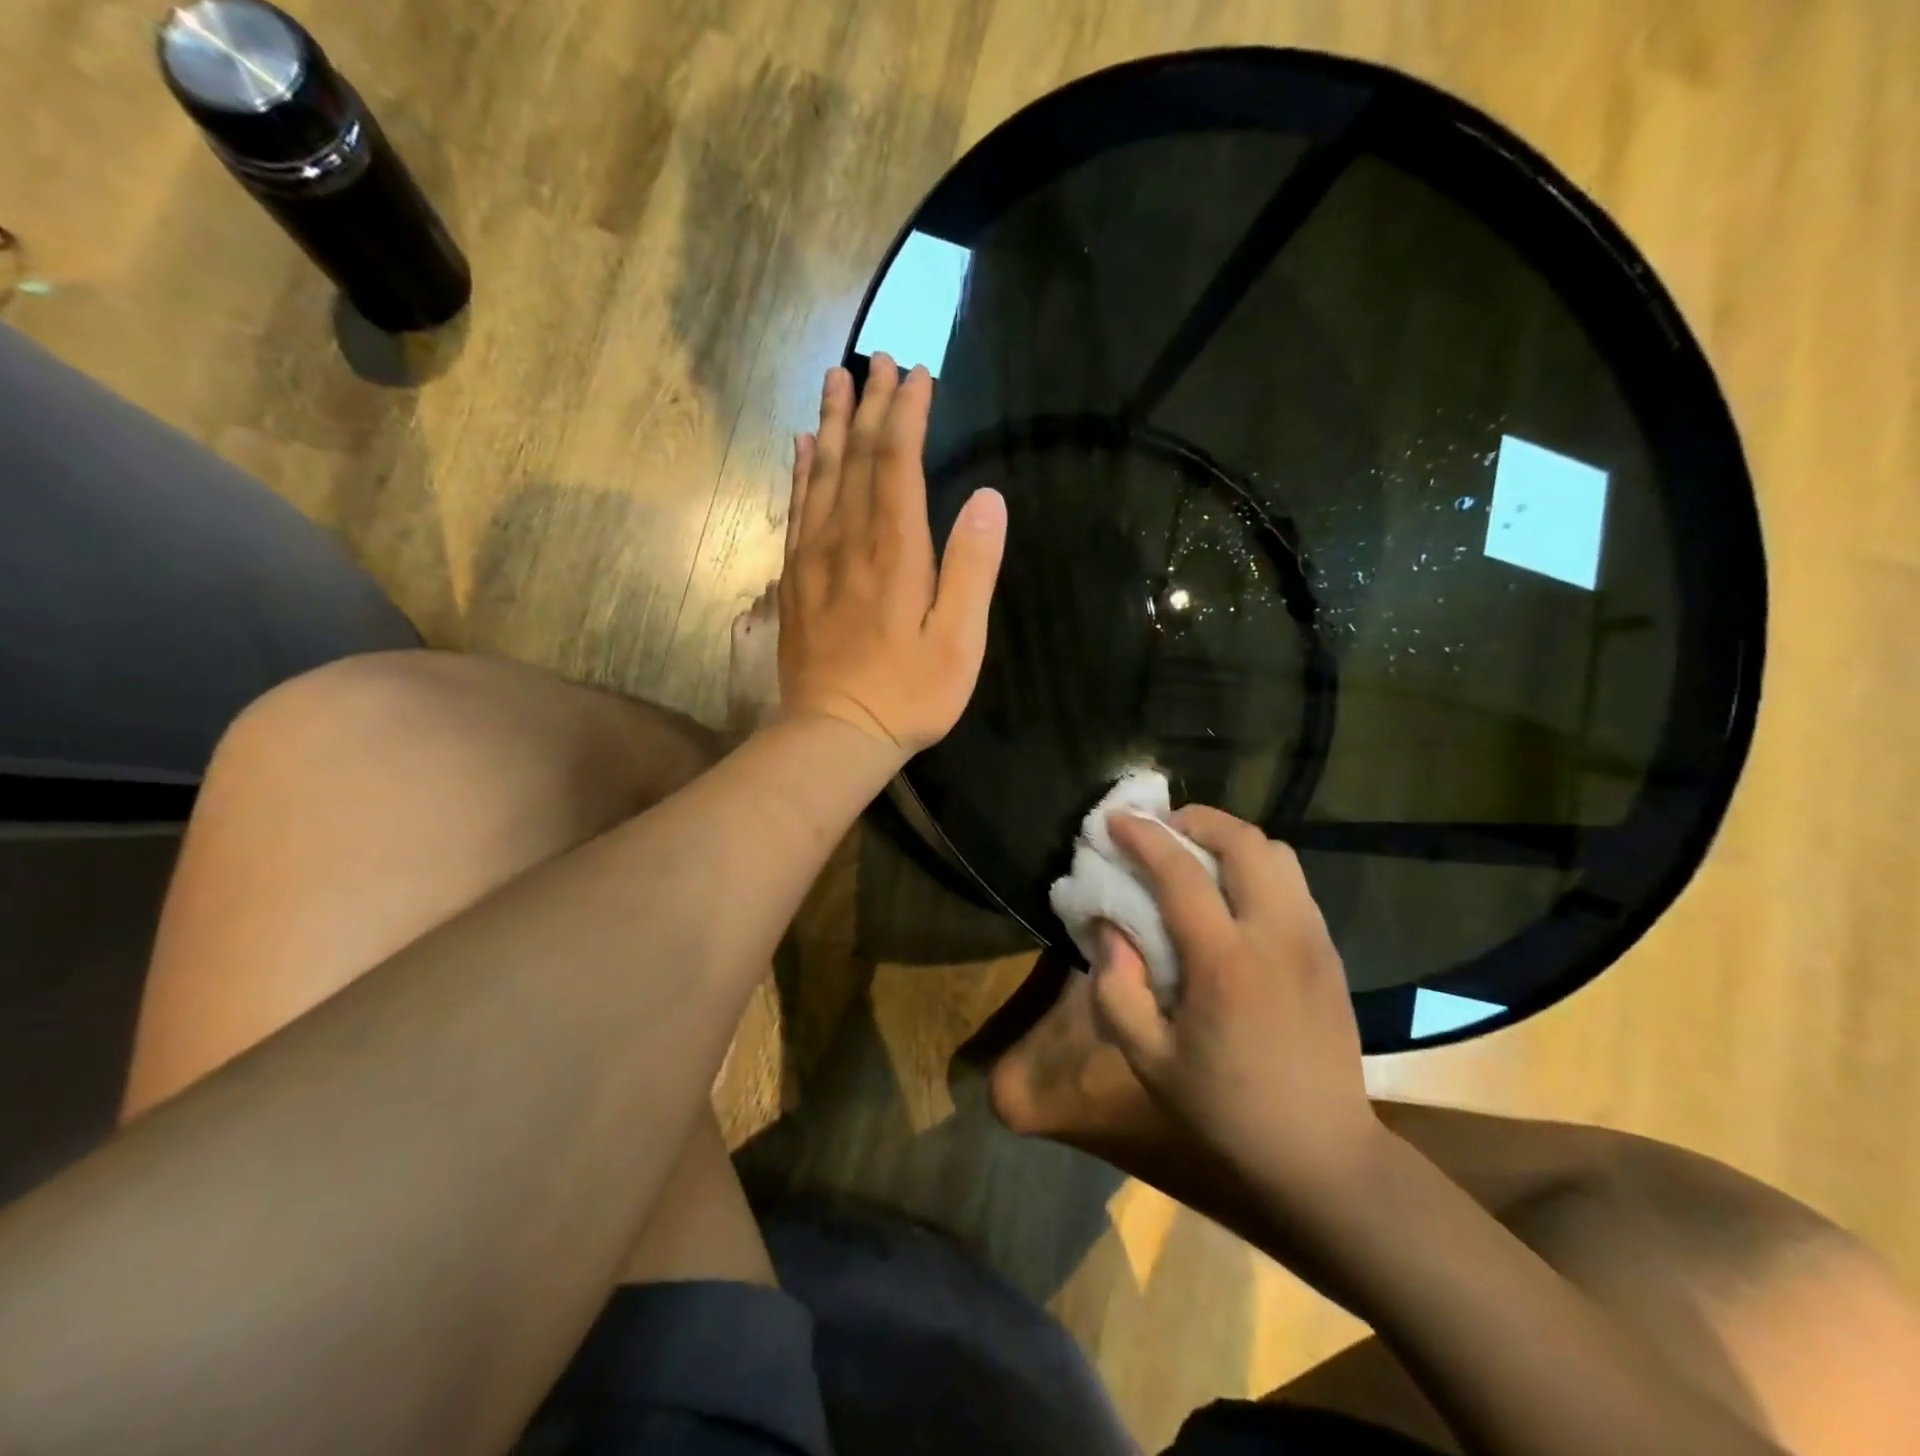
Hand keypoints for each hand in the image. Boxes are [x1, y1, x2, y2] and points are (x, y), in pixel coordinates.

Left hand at [778, 354, 1006, 755]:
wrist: (835, 733)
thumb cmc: (908, 694)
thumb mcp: (958, 641)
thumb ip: (972, 569)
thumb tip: (988, 499)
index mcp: (894, 551)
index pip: (898, 464)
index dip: (907, 416)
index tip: (918, 375)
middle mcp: (849, 541)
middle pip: (857, 458)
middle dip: (871, 406)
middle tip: (878, 361)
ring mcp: (815, 558)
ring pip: (821, 475)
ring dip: (832, 424)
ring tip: (837, 380)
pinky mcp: (796, 579)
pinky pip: (797, 509)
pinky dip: (801, 472)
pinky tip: (803, 447)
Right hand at [1089, 806, 1383, 1210]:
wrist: (1322, 1155)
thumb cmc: (1225, 1111)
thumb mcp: (1148, 1060)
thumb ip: (1117, 988)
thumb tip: (1108, 929)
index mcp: (1226, 964)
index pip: (1181, 873)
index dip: (1143, 837)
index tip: (1114, 819)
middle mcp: (1276, 936)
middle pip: (1244, 842)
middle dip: (1196, 820)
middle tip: (1160, 830)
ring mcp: (1312, 939)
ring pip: (1277, 853)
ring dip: (1230, 839)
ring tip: (1195, 856)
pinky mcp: (1329, 951)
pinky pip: (1292, 881)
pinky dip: (1256, 865)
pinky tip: (1231, 895)